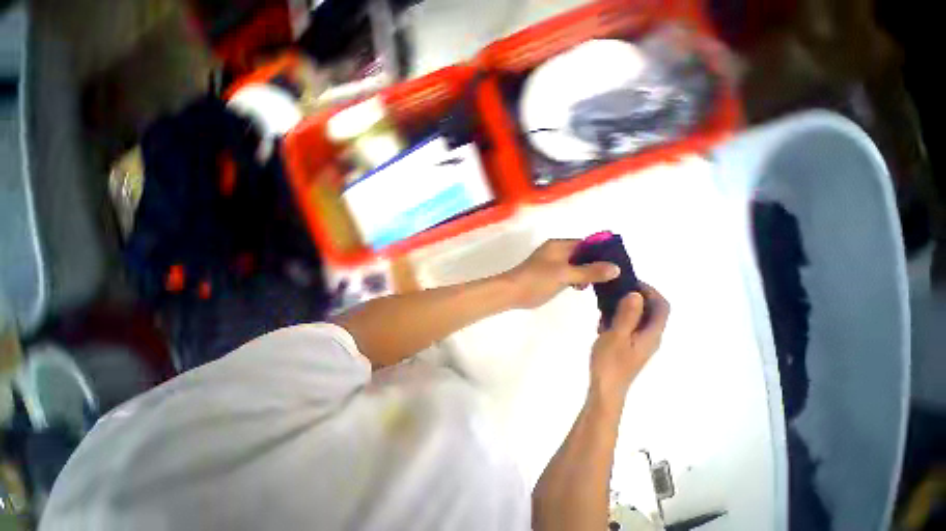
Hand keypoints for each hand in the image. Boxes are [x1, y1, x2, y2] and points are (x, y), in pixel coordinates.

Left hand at [502, 239, 619, 309]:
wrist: (512, 292)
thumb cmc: (537, 280)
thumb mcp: (564, 274)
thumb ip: (589, 271)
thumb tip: (615, 268)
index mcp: (559, 245)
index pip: (586, 244)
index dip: (602, 252)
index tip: (618, 263)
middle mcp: (557, 251)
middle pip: (582, 254)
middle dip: (596, 263)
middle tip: (613, 276)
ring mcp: (553, 264)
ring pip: (576, 265)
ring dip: (587, 272)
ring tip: (601, 284)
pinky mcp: (550, 275)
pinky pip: (569, 273)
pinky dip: (577, 278)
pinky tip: (583, 287)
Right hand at [589, 282, 669, 401]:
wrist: (606, 389)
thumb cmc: (611, 362)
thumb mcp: (616, 335)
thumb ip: (627, 315)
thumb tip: (636, 293)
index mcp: (652, 334)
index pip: (662, 306)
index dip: (651, 291)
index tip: (631, 282)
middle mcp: (651, 337)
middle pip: (653, 311)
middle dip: (637, 297)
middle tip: (616, 290)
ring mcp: (640, 343)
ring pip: (640, 318)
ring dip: (627, 307)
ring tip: (606, 304)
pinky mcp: (630, 347)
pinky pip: (630, 326)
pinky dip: (620, 318)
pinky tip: (603, 321)